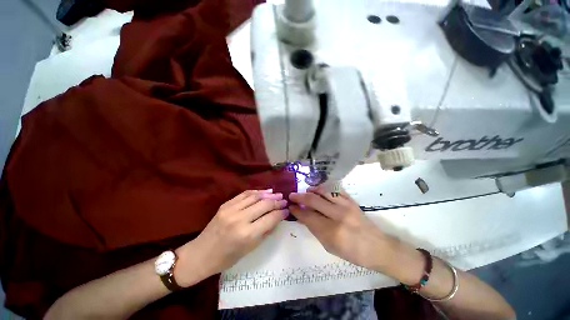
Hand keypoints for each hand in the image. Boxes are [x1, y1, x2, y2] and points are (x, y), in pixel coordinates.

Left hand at [175, 190, 287, 286]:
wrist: (201, 254)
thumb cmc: (227, 258)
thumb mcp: (250, 249)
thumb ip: (265, 232)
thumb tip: (277, 219)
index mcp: (247, 234)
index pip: (270, 218)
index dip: (281, 213)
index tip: (287, 210)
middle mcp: (240, 219)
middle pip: (264, 205)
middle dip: (277, 202)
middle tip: (284, 200)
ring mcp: (231, 210)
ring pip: (255, 196)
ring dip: (268, 194)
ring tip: (276, 194)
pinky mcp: (225, 205)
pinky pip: (244, 194)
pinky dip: (256, 192)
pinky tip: (263, 192)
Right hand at [289, 187, 395, 270]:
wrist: (377, 247)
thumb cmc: (352, 252)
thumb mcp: (329, 246)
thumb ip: (315, 229)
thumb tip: (303, 216)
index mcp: (332, 231)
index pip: (308, 216)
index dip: (297, 210)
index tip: (290, 206)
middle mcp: (338, 215)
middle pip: (313, 200)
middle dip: (300, 197)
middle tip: (292, 195)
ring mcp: (346, 205)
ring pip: (323, 191)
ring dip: (311, 190)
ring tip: (305, 191)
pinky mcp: (352, 200)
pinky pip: (335, 189)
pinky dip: (324, 188)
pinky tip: (319, 190)